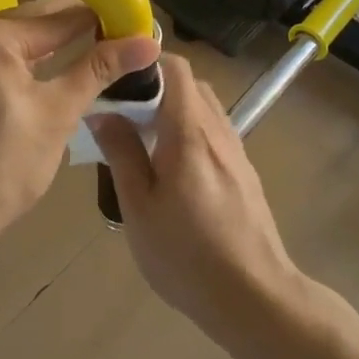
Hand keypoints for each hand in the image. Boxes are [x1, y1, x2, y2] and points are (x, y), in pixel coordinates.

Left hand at [0, 0, 159, 253]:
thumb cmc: (0, 169)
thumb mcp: (57, 115)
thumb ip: (99, 69)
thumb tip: (149, 42)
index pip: (61, 16)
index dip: (103, 19)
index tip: (137, 24)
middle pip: (33, 21)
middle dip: (76, 31)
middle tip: (121, 41)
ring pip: (11, 38)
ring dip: (48, 46)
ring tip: (93, 54)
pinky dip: (18, 60)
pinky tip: (47, 70)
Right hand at [91, 54, 300, 331]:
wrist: (254, 297)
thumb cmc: (187, 254)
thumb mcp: (139, 207)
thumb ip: (122, 153)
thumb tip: (103, 112)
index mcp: (190, 132)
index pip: (175, 68)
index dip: (145, 61)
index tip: (115, 77)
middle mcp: (218, 131)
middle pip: (190, 84)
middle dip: (154, 87)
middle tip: (122, 113)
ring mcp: (236, 151)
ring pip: (203, 108)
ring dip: (172, 110)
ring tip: (142, 141)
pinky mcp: (244, 171)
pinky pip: (213, 132)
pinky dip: (188, 131)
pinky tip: (171, 168)